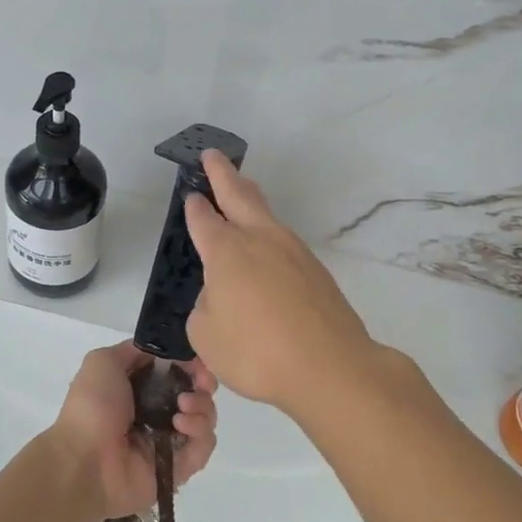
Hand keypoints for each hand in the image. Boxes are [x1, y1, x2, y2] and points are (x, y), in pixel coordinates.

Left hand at [52, 342, 217, 518]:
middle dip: (204, 384)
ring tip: (182, 408)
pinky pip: (203, 447)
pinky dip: (199, 433)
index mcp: (140, 389)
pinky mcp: (179, 467)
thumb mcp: (103, 362)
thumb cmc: (92, 407)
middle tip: (201, 383)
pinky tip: (180, 426)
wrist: (85, 461)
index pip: (177, 371)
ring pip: (205, 419)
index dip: (190, 363)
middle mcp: (157, 413)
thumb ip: (134, 350)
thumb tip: (162, 352)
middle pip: (197, 393)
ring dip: (202, 407)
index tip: (196, 361)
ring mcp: (169, 441)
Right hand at [183, 150, 381, 418]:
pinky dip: (269, 237)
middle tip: (213, 155)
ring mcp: (293, 251)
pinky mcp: (316, 270)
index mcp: (227, 250)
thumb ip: (206, 306)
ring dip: (250, 200)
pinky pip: (284, 244)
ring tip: (241, 193)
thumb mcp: (206, 335)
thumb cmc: (256, 351)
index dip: (194, 206)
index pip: (204, 219)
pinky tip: (267, 252)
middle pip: (240, 194)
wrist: (330, 366)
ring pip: (267, 214)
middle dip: (223, 173)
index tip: (191, 194)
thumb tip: (221, 294)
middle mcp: (261, 239)